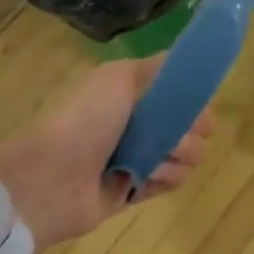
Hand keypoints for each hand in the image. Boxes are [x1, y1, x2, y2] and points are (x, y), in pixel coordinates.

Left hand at [0, 55, 212, 253]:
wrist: (50, 178)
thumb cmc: (86, 119)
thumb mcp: (119, 77)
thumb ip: (155, 68)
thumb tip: (184, 62)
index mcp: (129, 91)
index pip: (176, 90)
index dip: (193, 96)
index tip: (203, 103)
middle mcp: (134, 122)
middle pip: (186, 123)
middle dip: (192, 129)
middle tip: (181, 135)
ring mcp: (135, 157)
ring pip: (182, 154)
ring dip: (178, 155)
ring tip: (159, 160)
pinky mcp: (134, 191)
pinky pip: (168, 183)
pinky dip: (166, 179)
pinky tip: (152, 177)